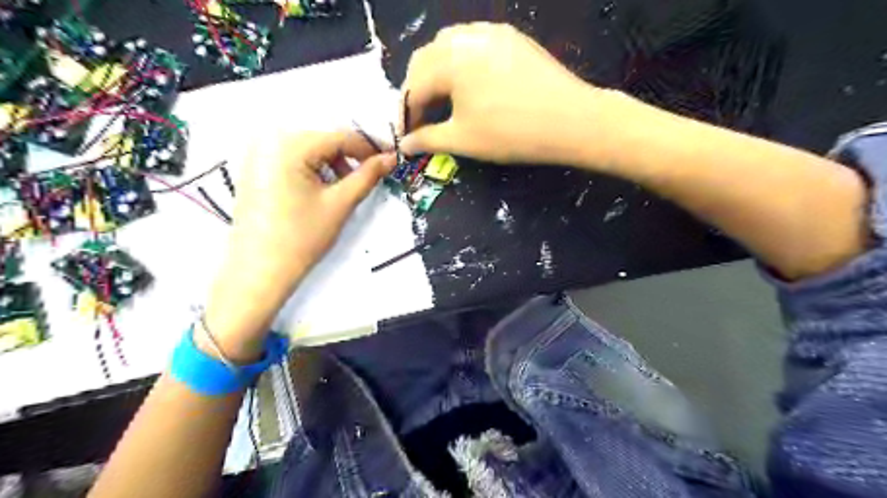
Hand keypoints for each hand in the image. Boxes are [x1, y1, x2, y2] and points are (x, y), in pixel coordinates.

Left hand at [203, 130, 394, 359]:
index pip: (340, 136)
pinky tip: (323, 189)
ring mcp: (258, 155)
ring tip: (346, 188)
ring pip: (309, 150)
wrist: (259, 272)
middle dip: (351, 156)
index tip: (390, 160)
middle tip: (371, 176)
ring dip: (333, 164)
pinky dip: (314, 169)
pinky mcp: (255, 170)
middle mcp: (269, 141)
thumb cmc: (301, 238)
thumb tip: (391, 158)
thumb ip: (367, 176)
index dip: (369, 147)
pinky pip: (292, 159)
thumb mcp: (340, 204)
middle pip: (323, 140)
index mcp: (289, 145)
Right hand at [404, 21, 617, 165]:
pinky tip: (469, 81)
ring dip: (436, 71)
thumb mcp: (464, 140)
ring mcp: (490, 33)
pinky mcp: (511, 37)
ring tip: (442, 98)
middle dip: (417, 89)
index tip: (409, 134)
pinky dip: (460, 60)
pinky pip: (473, 42)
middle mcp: (464, 38)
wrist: (571, 120)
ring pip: (448, 46)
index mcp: (448, 61)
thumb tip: (405, 144)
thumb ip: (428, 139)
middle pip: (426, 60)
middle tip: (422, 117)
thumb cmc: (511, 133)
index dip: (407, 113)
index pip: (413, 86)